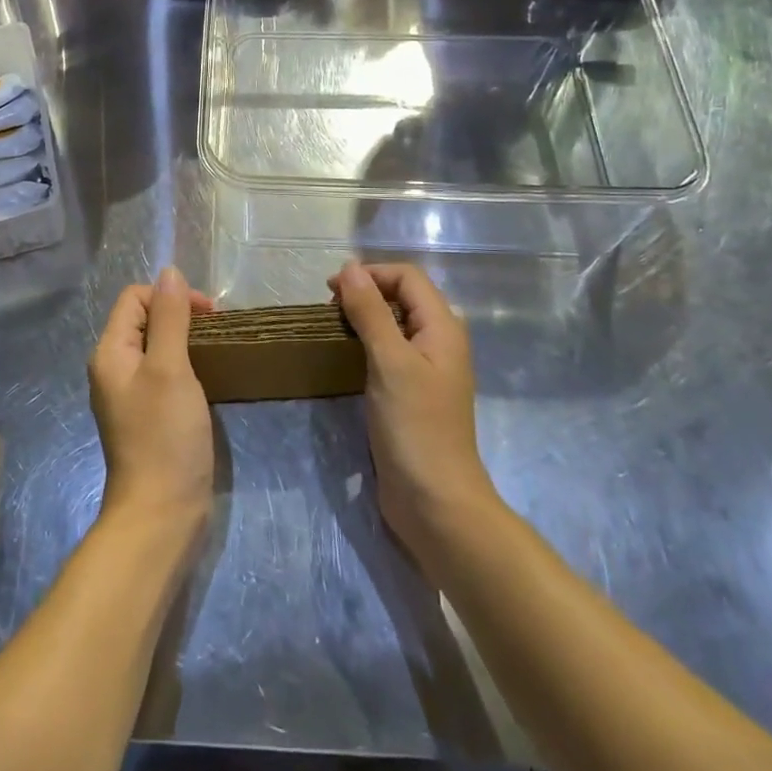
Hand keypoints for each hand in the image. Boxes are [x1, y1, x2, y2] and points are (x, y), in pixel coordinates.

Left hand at [89, 267, 216, 540]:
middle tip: (217, 331)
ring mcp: (130, 394)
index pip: (134, 298)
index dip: (170, 296)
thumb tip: (169, 272)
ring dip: (185, 339)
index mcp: (110, 352)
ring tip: (215, 350)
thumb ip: (170, 318)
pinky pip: (163, 373)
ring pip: (156, 346)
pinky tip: (206, 378)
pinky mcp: (147, 415)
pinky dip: (185, 365)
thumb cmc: (165, 435)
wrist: (162, 513)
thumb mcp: (170, 368)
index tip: (208, 314)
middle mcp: (114, 368)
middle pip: (144, 319)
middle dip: (180, 315)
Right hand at [331, 261, 496, 566]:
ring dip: (364, 319)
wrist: (435, 503)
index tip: (331, 290)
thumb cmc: (415, 426)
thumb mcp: (389, 362)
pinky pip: (389, 352)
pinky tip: (346, 358)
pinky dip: (367, 344)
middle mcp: (439, 341)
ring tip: (332, 330)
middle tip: (328, 310)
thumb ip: (370, 311)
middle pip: (402, 296)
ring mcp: (427, 369)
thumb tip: (349, 268)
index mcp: (443, 327)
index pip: (407, 277)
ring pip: (394, 324)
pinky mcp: (412, 393)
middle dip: (366, 293)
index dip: (370, 274)